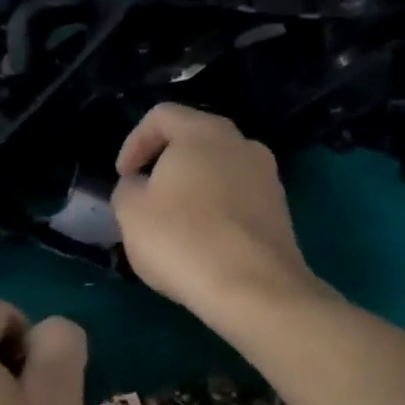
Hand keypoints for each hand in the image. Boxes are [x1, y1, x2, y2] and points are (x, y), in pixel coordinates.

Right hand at [111, 104, 318, 323]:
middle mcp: (241, 143)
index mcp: (203, 132)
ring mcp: (267, 176)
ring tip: (174, 224)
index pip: (161, 116)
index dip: (134, 142)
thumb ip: (128, 189)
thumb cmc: (183, 239)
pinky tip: (203, 243)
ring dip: (193, 188)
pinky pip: (238, 198)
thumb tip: (140, 187)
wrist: (254, 288)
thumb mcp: (131, 212)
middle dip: (165, 164)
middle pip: (195, 140)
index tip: (123, 176)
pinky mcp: (280, 210)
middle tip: (146, 197)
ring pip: (219, 170)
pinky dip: (217, 210)